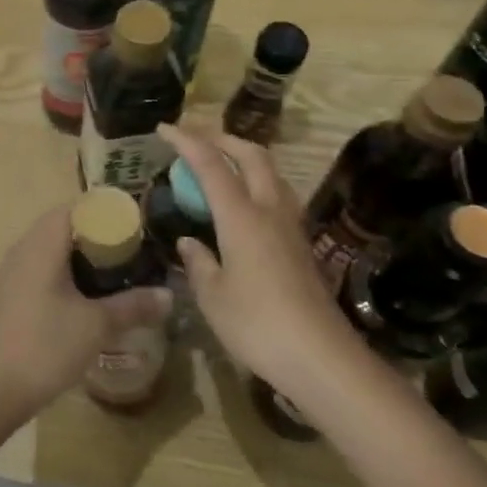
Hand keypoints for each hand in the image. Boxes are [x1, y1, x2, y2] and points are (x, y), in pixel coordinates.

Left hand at [0, 206, 171, 421]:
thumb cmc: (46, 346)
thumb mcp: (97, 326)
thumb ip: (134, 306)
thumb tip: (168, 296)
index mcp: (41, 244)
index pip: (73, 208)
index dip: (104, 212)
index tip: (132, 226)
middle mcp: (21, 250)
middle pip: (61, 227)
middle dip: (95, 236)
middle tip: (128, 252)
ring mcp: (9, 273)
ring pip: (48, 250)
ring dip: (76, 256)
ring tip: (110, 274)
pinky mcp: (5, 295)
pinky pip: (37, 270)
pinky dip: (60, 274)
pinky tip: (80, 299)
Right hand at [158, 125, 363, 394]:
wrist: (323, 359)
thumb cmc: (258, 325)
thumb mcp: (212, 297)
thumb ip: (198, 263)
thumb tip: (189, 242)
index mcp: (241, 217)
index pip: (211, 164)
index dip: (186, 141)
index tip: (164, 128)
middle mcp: (269, 211)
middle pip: (252, 155)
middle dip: (222, 138)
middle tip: (195, 138)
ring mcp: (291, 227)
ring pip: (271, 173)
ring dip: (244, 157)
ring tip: (219, 164)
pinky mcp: (302, 246)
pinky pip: (277, 196)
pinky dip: (255, 183)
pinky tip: (242, 204)